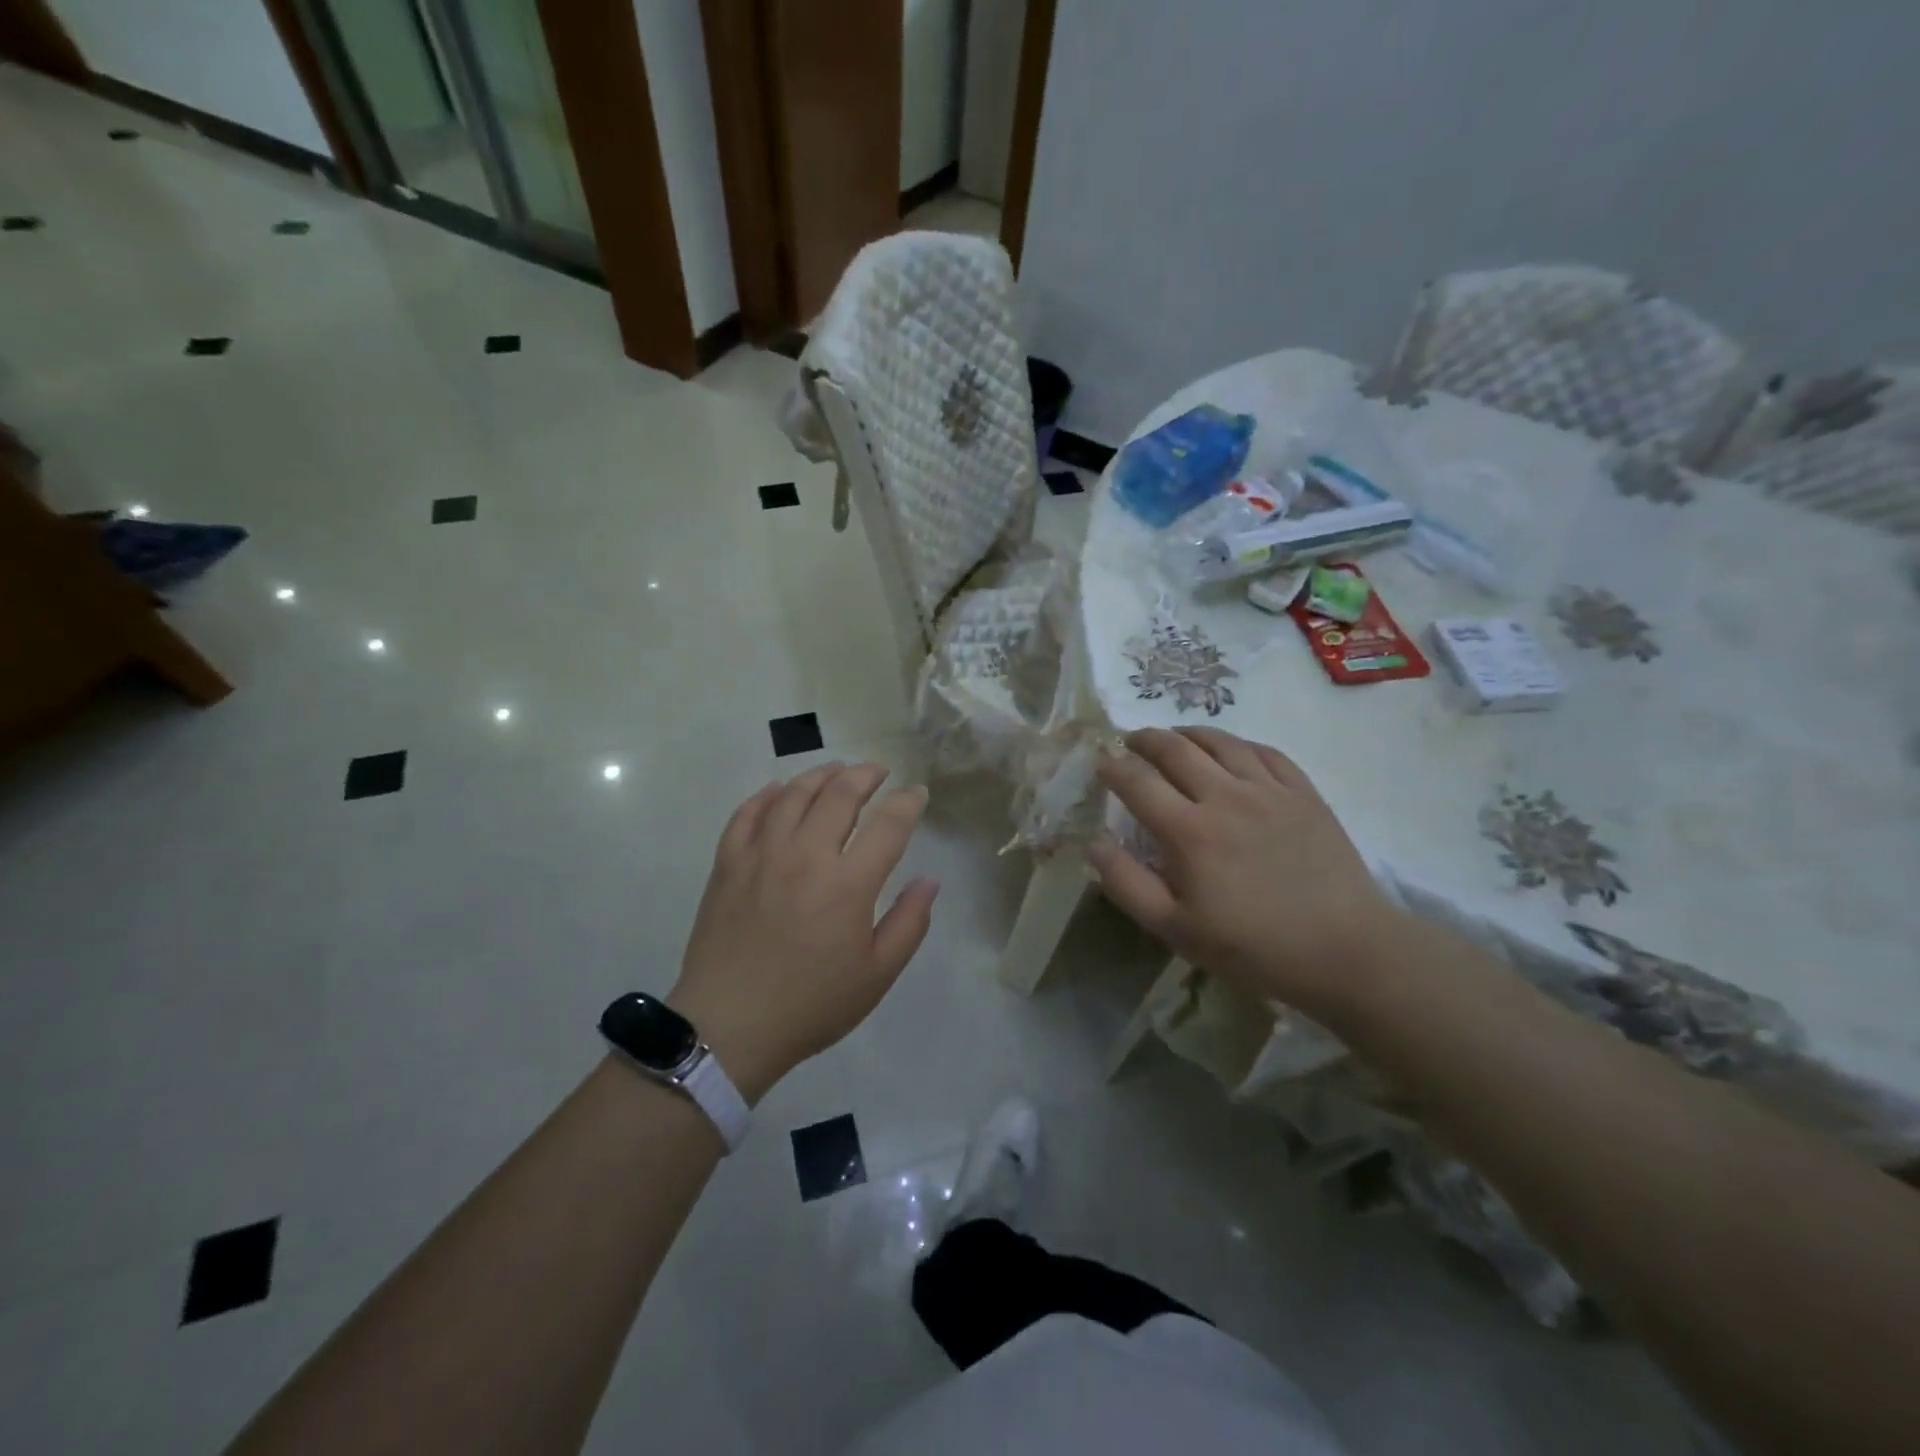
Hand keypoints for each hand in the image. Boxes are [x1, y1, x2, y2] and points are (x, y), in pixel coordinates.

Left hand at [668, 763, 937, 1102]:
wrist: (729, 1027)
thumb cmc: (811, 1004)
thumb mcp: (877, 975)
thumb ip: (909, 922)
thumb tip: (929, 880)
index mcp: (849, 884)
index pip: (889, 824)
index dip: (908, 802)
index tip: (917, 793)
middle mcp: (806, 855)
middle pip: (840, 794)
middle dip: (866, 775)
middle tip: (879, 772)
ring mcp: (762, 854)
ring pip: (794, 794)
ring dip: (821, 775)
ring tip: (837, 771)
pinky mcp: (728, 863)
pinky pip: (747, 813)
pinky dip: (767, 795)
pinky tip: (779, 790)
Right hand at [1088, 727, 1404, 1018]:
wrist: (1345, 951)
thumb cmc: (1253, 947)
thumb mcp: (1176, 930)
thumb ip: (1128, 884)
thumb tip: (1094, 843)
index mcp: (1189, 830)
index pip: (1137, 781)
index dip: (1112, 767)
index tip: (1100, 763)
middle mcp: (1225, 796)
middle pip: (1175, 748)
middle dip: (1144, 739)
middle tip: (1130, 741)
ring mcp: (1269, 790)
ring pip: (1220, 741)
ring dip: (1187, 733)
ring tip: (1174, 737)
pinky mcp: (1303, 793)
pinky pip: (1265, 751)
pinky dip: (1237, 743)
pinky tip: (1230, 750)